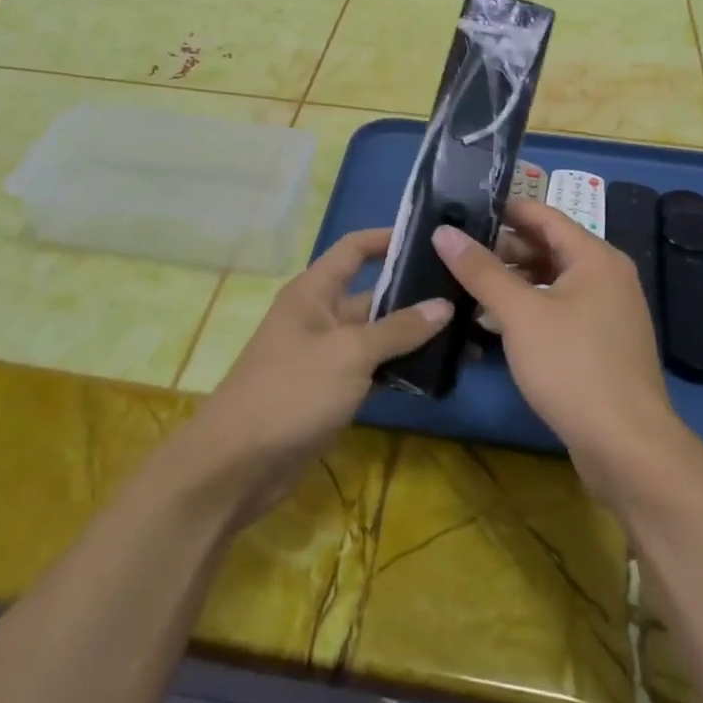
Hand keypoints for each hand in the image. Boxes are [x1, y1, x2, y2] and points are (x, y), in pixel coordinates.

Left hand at [189, 228, 451, 524]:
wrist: (238, 464)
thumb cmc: (291, 391)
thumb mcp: (349, 354)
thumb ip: (398, 329)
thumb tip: (444, 305)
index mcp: (314, 292)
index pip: (354, 249)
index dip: (388, 238)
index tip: (431, 239)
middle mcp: (320, 316)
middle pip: (372, 293)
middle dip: (414, 292)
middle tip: (464, 292)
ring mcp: (326, 355)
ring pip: (376, 335)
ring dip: (412, 334)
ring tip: (464, 330)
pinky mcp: (332, 390)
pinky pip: (372, 368)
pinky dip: (399, 368)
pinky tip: (437, 371)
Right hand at [436, 201, 678, 504]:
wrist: (625, 446)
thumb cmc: (572, 365)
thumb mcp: (519, 313)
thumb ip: (480, 270)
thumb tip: (444, 232)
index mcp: (595, 257)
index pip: (544, 215)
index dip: (504, 209)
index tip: (462, 209)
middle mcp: (607, 277)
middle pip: (548, 248)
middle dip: (503, 249)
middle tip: (456, 251)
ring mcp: (608, 312)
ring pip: (552, 282)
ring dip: (513, 282)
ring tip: (467, 286)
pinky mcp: (602, 345)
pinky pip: (560, 311)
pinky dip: (529, 309)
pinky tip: (495, 324)